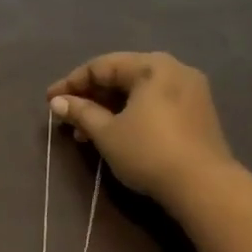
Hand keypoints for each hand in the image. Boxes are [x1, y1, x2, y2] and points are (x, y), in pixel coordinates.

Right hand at [47, 52, 234, 205]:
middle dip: (91, 97)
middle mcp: (174, 69)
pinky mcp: (197, 113)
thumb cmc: (148, 152)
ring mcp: (191, 91)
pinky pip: (155, 104)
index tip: (49, 101)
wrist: (202, 185)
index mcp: (152, 66)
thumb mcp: (107, 133)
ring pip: (139, 92)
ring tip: (86, 133)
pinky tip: (116, 134)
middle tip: (67, 118)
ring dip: (109, 108)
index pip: (102, 66)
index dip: (71, 83)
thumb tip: (57, 101)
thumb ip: (81, 112)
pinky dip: (131, 114)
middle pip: (122, 76)